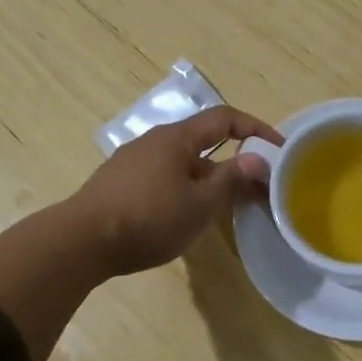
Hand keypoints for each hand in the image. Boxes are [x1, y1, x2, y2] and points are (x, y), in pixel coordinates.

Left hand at [68, 106, 283, 275]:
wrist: (81, 241)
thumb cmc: (148, 218)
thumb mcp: (199, 204)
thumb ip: (231, 179)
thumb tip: (260, 159)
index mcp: (177, 138)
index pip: (225, 119)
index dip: (256, 129)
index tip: (279, 149)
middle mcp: (155, 141)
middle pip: (203, 141)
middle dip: (233, 160)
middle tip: (256, 187)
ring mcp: (133, 161)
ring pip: (183, 163)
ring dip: (209, 178)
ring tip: (225, 207)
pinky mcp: (120, 183)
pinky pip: (164, 177)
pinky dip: (185, 188)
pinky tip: (185, 215)